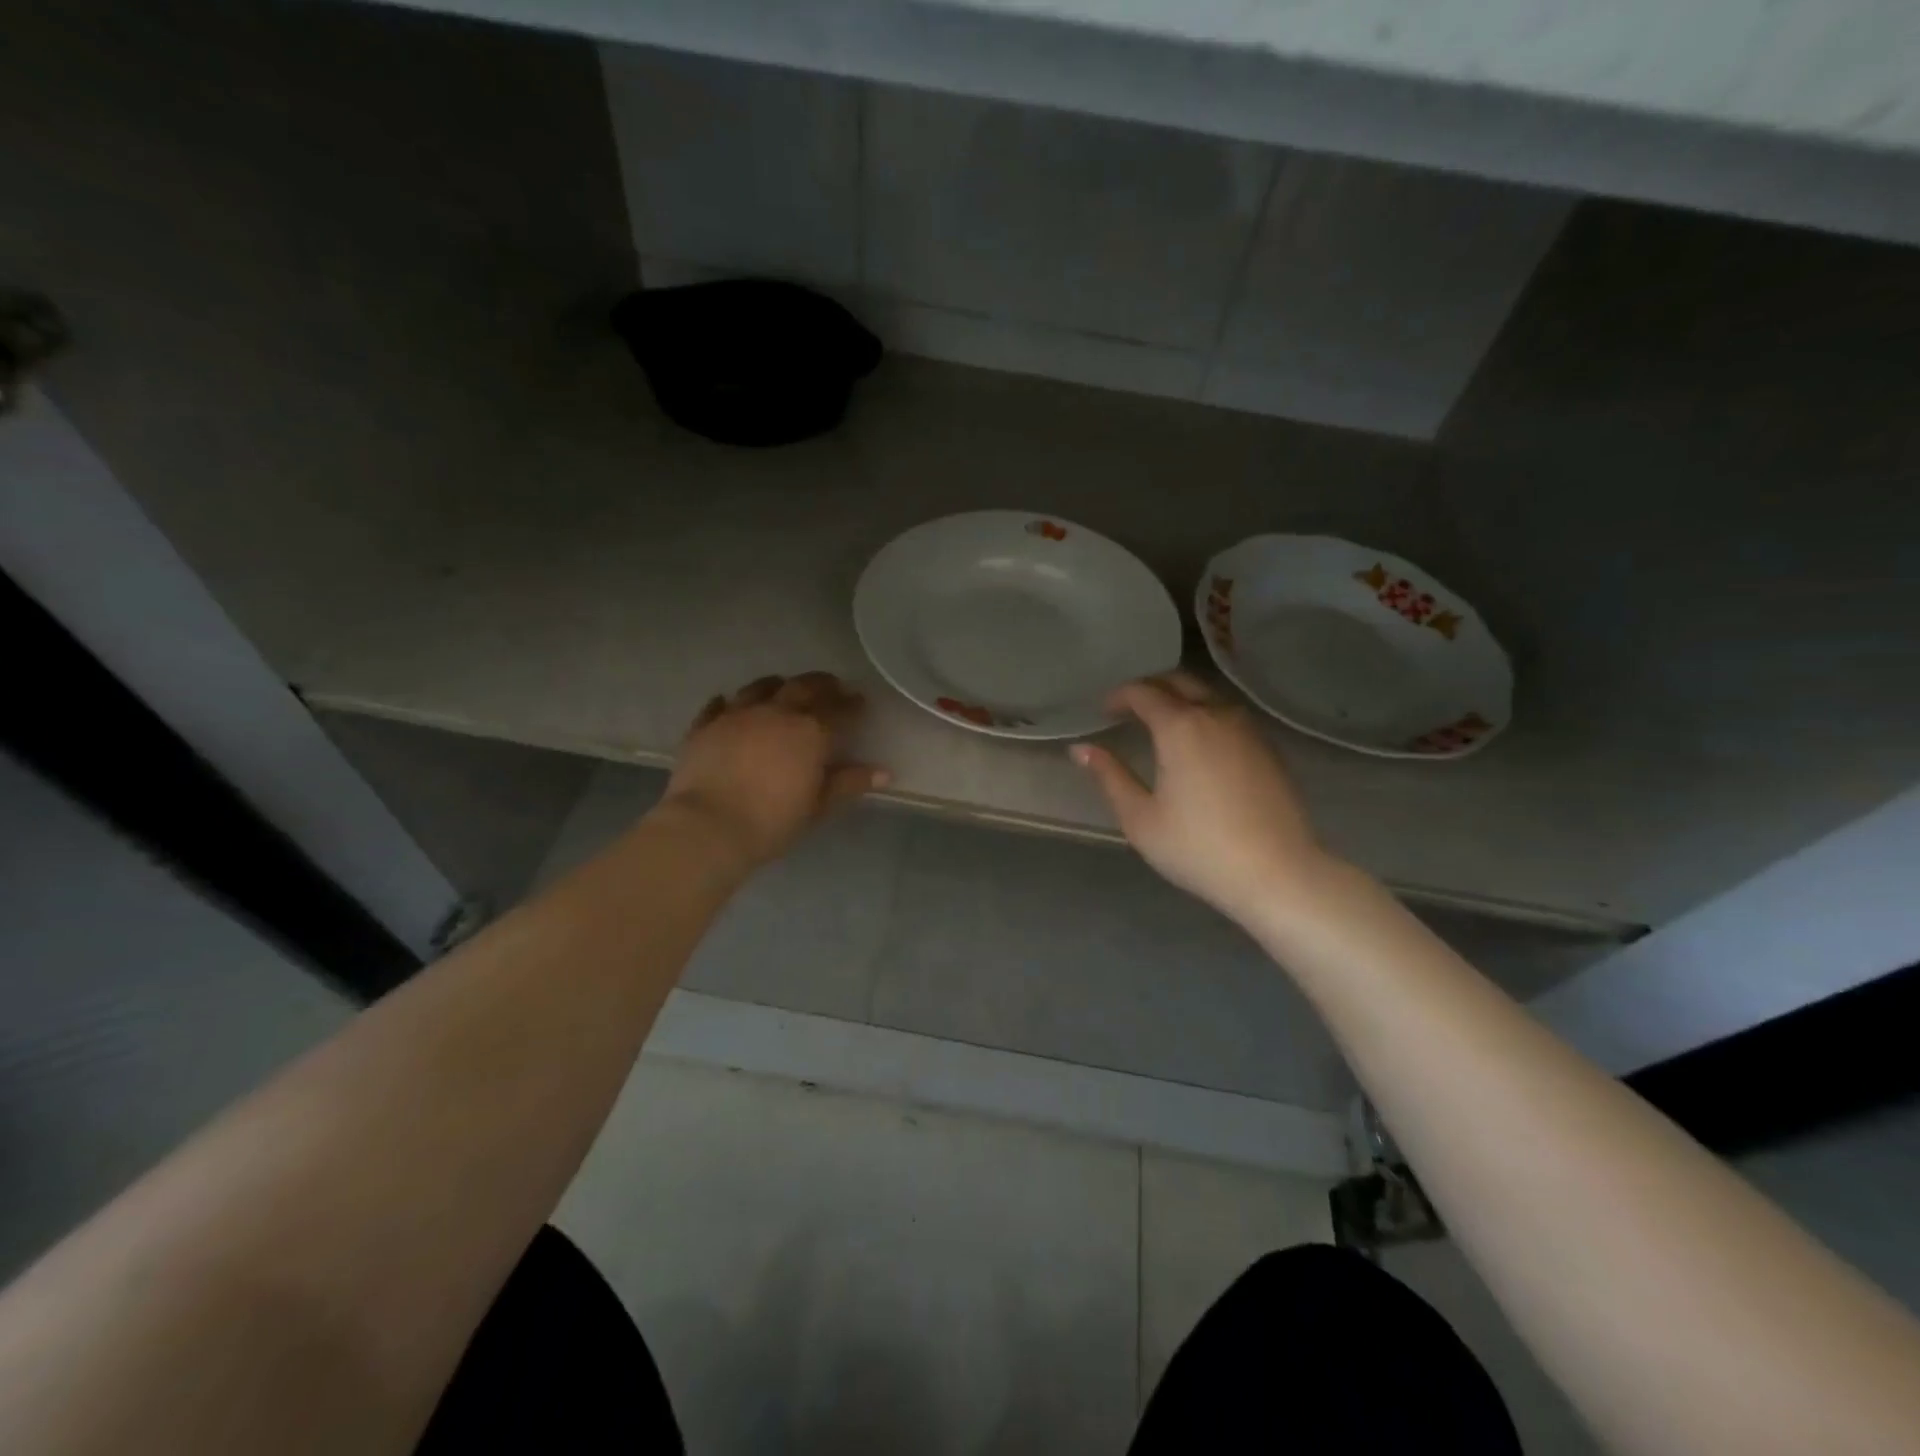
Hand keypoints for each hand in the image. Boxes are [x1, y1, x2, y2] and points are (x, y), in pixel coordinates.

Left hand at [659, 672, 888, 873]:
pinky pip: (718, 705)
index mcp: (810, 731)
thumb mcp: (818, 806)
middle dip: (822, 684)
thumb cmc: (772, 820)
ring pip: (761, 686)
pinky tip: (730, 704)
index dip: (852, 704)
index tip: (860, 702)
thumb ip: (849, 783)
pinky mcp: (705, 726)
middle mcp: (776, 712)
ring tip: (785, 688)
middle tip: (832, 686)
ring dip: (779, 685)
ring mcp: (737, 714)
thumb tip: (884, 772)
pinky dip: (729, 702)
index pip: (838, 709)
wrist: (709, 826)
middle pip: (803, 686)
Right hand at [1071, 672, 1336, 924]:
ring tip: (1160, 724)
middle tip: (1128, 710)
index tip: (1103, 712)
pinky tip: (1197, 744)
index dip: (1119, 696)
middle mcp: (1216, 715)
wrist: (1277, 873)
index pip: (1143, 692)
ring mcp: (1247, 729)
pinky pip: (1228, 716)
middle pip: (1179, 682)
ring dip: (1180, 699)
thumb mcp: (1140, 818)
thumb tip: (1081, 749)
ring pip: (1208, 696)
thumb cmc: (1198, 848)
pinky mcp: (1268, 748)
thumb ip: (1110, 777)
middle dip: (1150, 688)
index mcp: (1180, 726)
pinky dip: (1205, 716)